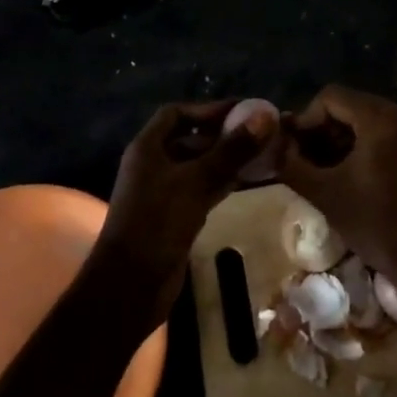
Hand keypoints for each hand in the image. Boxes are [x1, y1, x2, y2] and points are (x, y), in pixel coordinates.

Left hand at [94, 100, 274, 323]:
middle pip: (191, 139)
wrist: (130, 287)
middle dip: (224, 135)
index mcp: (148, 148)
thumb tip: (266, 116)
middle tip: (261, 134)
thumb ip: (232, 150)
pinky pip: (202, 189)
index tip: (241, 111)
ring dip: (227, 160)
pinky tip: (248, 181)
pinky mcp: (175, 217)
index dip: (207, 109)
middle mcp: (154, 165)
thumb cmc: (157, 224)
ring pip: (200, 166)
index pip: (176, 113)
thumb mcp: (196, 182)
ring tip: (262, 154)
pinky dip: (223, 182)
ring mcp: (164, 192)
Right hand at [278, 85, 396, 286]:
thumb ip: (293, 166)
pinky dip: (369, 146)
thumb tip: (274, 148)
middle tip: (305, 160)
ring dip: (345, 139)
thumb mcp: (327, 196)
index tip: (293, 148)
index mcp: (382, 117)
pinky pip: (391, 133)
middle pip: (352, 106)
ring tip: (327, 170)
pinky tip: (355, 174)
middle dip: (325, 130)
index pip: (331, 97)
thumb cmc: (381, 227)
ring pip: (371, 120)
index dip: (306, 119)